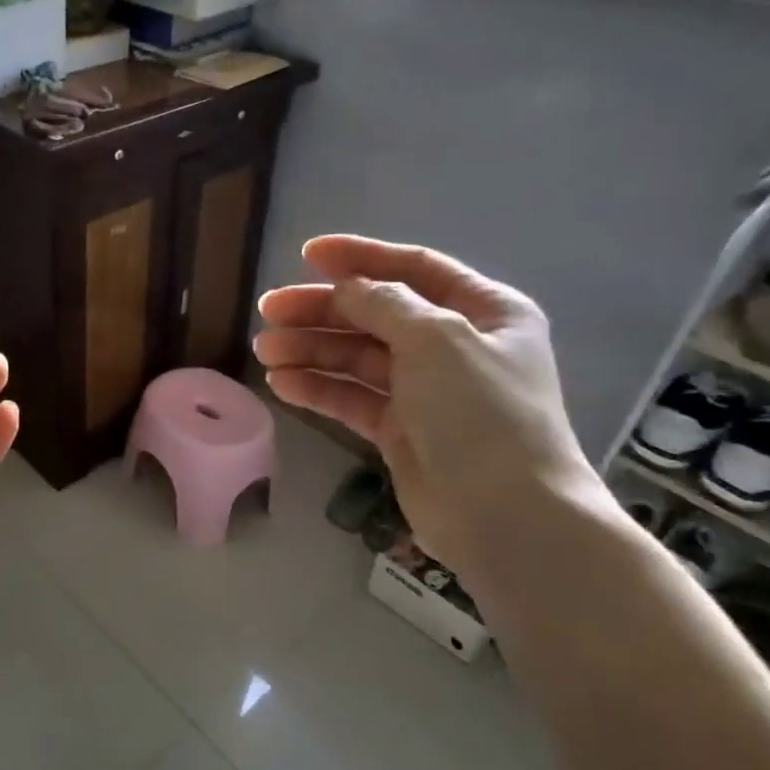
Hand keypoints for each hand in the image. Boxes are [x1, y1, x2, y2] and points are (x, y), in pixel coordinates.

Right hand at [255, 237, 603, 582]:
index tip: (306, 254)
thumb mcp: (437, 340)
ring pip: (357, 357)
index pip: (413, 269)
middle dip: (321, 310)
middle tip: (268, 311)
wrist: (505, 515)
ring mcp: (426, 390)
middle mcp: (455, 345)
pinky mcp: (401, 430)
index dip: (360, 257)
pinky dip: (318, 388)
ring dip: (310, 350)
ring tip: (264, 351)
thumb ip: (386, 305)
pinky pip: (352, 398)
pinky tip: (282, 383)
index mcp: (484, 311)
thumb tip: (346, 287)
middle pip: (376, 314)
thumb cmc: (481, 414)